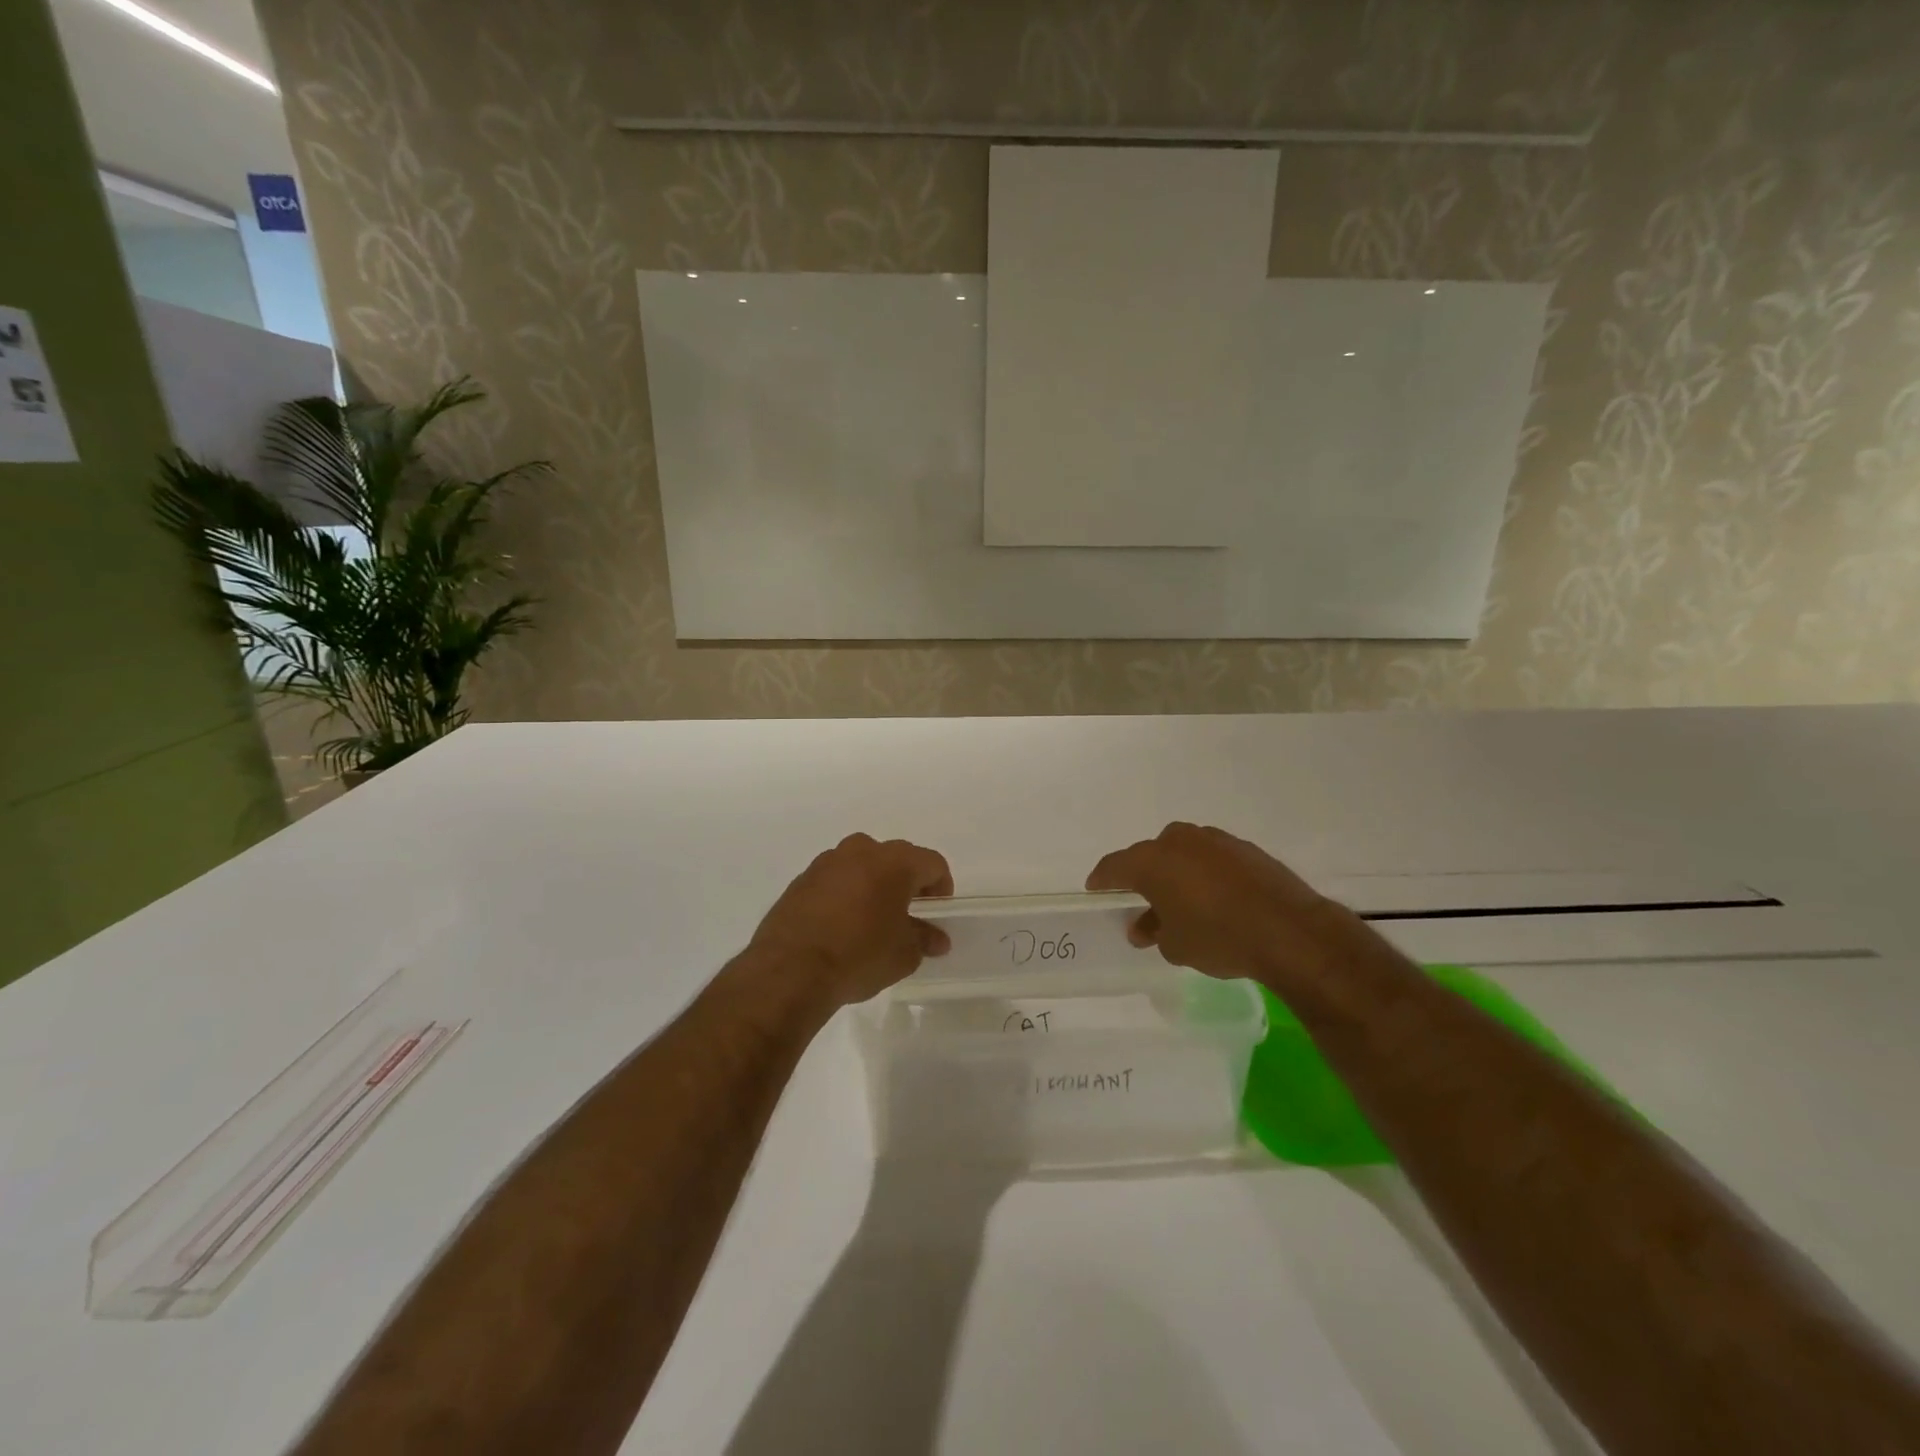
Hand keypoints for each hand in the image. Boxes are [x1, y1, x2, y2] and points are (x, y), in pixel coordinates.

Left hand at [747, 834, 953, 1007]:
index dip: (941, 887)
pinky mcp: (800, 879)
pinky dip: (844, 893)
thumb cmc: (859, 956)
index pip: (932, 863)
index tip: (937, 913)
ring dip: (872, 884)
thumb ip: (924, 940)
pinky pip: (834, 879)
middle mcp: (861, 851)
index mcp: (894, 862)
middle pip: (896, 858)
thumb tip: (936, 938)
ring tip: (871, 919)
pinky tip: (840, 925)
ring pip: (862, 864)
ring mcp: (826, 862)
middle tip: (907, 915)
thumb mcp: (903, 955)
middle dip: (906, 882)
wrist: (790, 970)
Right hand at [1086, 822, 1348, 982]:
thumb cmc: (1218, 937)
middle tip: (1143, 903)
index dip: (1102, 881)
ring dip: (1176, 874)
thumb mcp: (1176, 946)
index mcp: (1152, 860)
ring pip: (1183, 854)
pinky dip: (1205, 874)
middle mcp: (1178, 841)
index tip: (1097, 891)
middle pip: (1149, 856)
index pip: (1114, 867)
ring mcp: (1214, 840)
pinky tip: (1215, 899)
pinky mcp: (1244, 848)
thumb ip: (1154, 932)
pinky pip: (1211, 859)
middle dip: (1143, 878)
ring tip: (1182, 903)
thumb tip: (1146, 926)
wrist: (1289, 930)